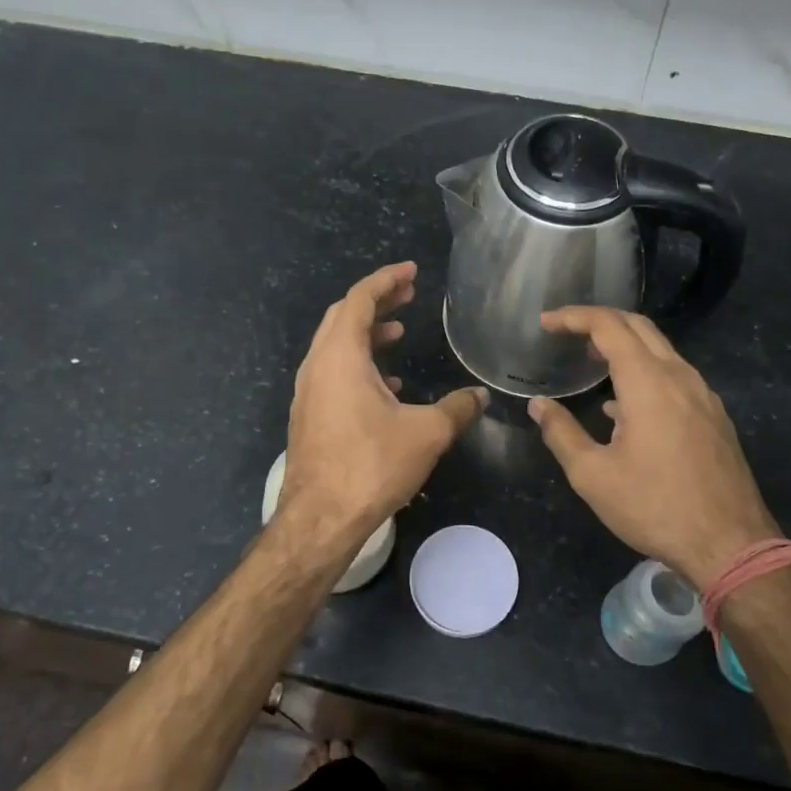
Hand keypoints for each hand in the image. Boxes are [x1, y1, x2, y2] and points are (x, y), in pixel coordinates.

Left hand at [278, 262, 486, 547]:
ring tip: (398, 332)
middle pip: (344, 316)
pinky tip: (386, 384)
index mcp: (341, 356)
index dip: (386, 280)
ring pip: (336, 345)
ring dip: (367, 333)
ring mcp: (309, 391)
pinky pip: (333, 372)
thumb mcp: (426, 433)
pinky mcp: (309, 415)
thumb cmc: (371, 465)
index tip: (411, 272)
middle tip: (408, 294)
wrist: (321, 518)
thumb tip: (481, 396)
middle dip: (376, 301)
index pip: (360, 299)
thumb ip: (457, 408)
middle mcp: (318, 366)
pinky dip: (358, 363)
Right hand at [528, 308, 776, 588]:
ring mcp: (703, 395)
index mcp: (648, 382)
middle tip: (566, 334)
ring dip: (625, 346)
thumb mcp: (592, 475)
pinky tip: (625, 405)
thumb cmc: (654, 508)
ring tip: (592, 363)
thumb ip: (561, 433)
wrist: (730, 545)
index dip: (573, 317)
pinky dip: (645, 371)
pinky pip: (675, 375)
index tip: (545, 324)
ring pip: (661, 350)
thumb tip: (538, 405)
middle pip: (639, 327)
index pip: (608, 326)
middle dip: (600, 321)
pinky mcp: (714, 416)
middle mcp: (680, 377)